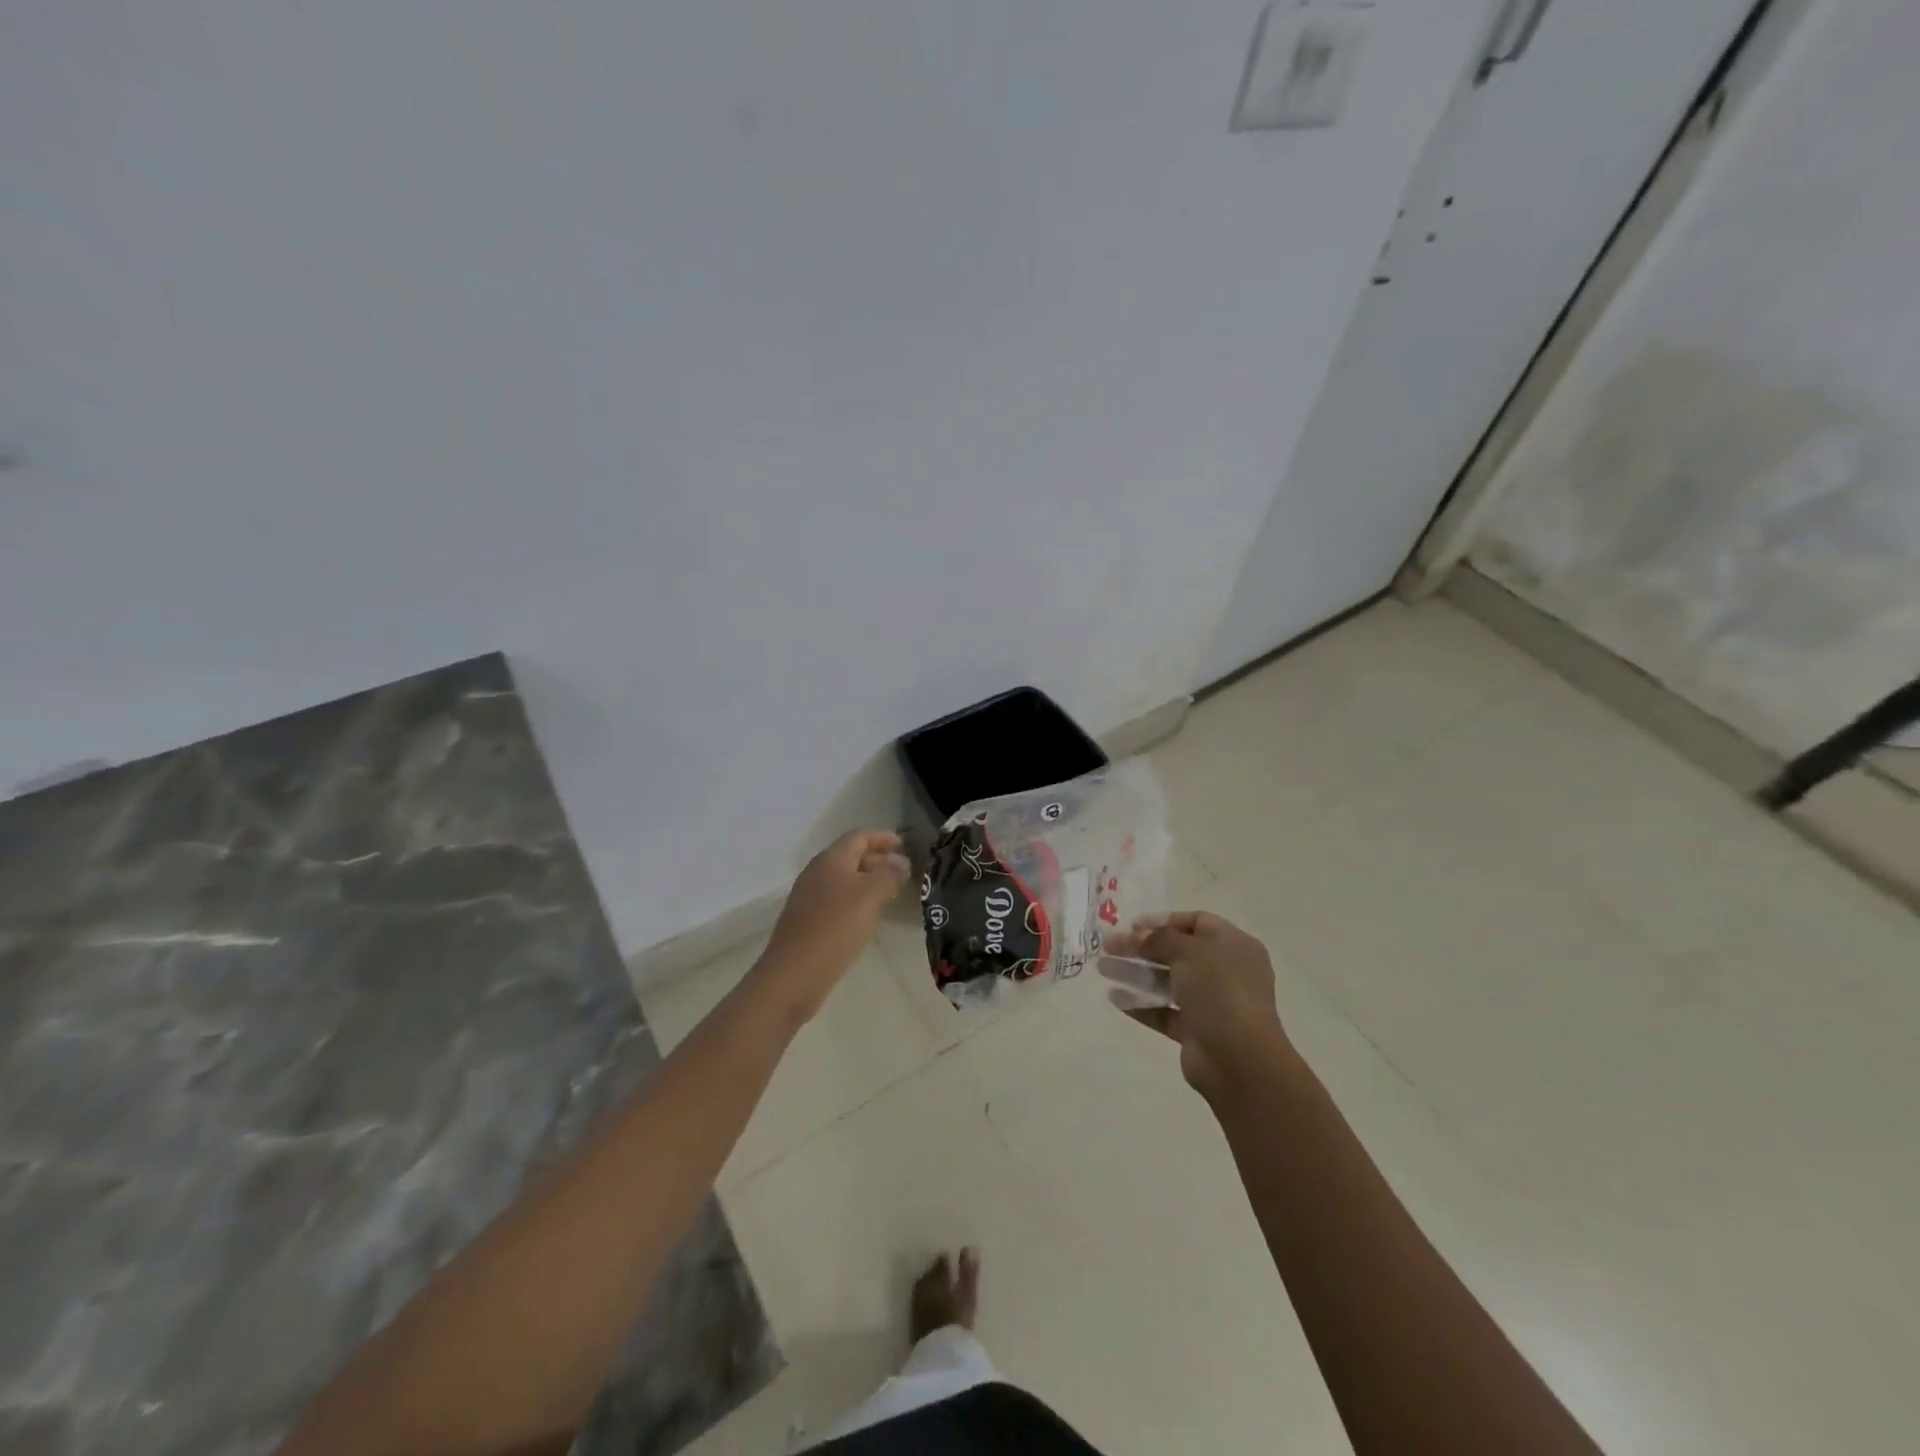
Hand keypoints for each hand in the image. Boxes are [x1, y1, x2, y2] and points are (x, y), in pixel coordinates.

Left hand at [754, 829, 909, 1023]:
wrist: (794, 975)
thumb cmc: (836, 927)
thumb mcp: (871, 896)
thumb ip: (889, 874)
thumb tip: (900, 862)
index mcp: (830, 859)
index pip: (859, 836)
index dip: (883, 837)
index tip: (904, 845)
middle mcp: (816, 872)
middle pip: (849, 855)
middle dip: (876, 859)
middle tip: (901, 870)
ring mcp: (808, 897)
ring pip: (843, 879)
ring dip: (867, 881)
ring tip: (889, 894)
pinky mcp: (806, 921)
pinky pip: (836, 899)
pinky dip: (855, 900)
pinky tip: (867, 917)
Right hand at [1102, 911, 1289, 1101]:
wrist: (1239, 1059)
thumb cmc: (1220, 991)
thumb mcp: (1189, 951)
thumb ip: (1159, 938)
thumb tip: (1138, 935)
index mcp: (1234, 946)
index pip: (1197, 922)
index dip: (1164, 920)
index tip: (1132, 924)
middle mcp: (1225, 971)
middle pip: (1177, 952)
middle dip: (1141, 947)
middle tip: (1108, 946)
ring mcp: (1211, 1003)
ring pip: (1167, 982)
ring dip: (1136, 974)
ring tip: (1102, 969)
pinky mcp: (1196, 1031)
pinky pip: (1165, 1012)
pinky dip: (1142, 1004)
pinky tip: (1115, 998)